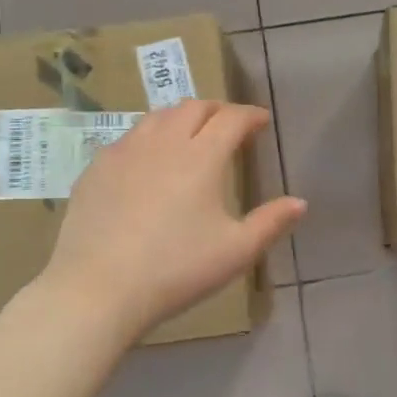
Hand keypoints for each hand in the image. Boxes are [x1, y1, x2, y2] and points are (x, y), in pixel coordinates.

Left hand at [43, 101, 305, 339]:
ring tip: (191, 135)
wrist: (97, 289)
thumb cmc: (176, 269)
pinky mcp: (96, 168)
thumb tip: (300, 202)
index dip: (251, 115)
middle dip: (218, 110)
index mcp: (201, 156)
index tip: (262, 121)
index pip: (232, 119)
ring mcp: (124, 152)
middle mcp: (163, 142)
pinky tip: (149, 161)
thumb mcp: (236, 251)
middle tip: (230, 126)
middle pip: (194, 107)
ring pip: (158, 116)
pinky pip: (129, 137)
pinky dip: (150, 137)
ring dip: (182, 117)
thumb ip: (271, 223)